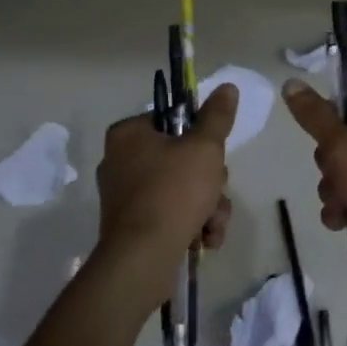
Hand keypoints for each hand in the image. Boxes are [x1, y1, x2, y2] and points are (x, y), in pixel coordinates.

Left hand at [95, 83, 236, 313]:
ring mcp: (124, 197)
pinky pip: (169, 214)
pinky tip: (205, 239)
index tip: (213, 152)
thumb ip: (217, 117)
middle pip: (180, 157)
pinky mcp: (130, 226)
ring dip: (207, 205)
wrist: (143, 258)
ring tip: (213, 224)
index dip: (199, 134)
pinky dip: (191, 224)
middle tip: (216, 190)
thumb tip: (227, 87)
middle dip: (209, 180)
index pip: (171, 119)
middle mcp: (119, 161)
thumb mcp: (204, 147)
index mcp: (128, 134)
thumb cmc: (174, 191)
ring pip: (180, 189)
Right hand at [280, 80, 346, 283]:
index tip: (326, 142)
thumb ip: (314, 115)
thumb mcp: (341, 144)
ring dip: (336, 190)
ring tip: (340, 208)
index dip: (332, 123)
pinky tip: (343, 221)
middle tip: (336, 178)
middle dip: (331, 167)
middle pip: (346, 139)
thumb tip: (290, 82)